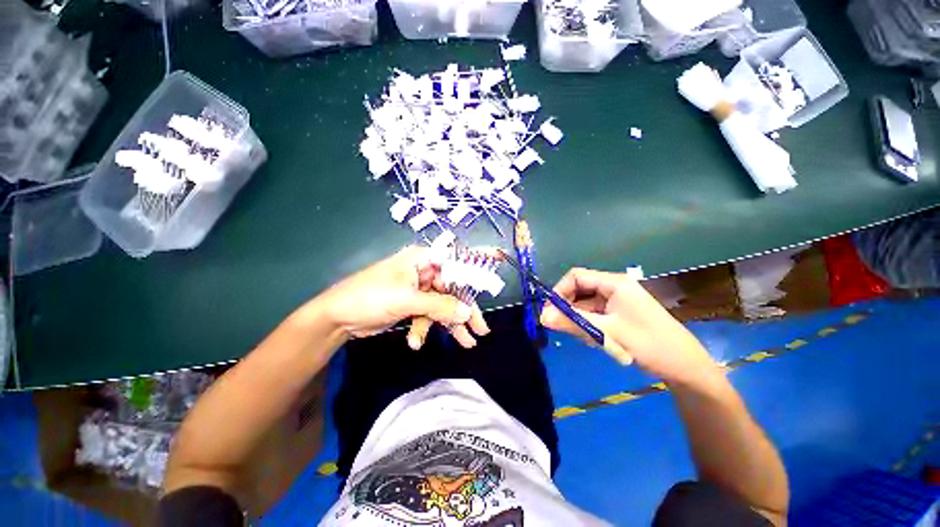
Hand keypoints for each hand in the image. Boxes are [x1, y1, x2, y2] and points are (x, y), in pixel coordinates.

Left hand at [320, 246, 488, 347]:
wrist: (338, 318)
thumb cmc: (370, 297)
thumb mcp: (406, 300)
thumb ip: (439, 305)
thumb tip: (467, 312)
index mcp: (423, 259)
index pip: (456, 258)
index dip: (478, 260)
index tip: (499, 259)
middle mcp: (424, 271)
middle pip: (454, 289)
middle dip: (465, 310)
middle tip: (481, 329)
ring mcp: (420, 289)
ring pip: (444, 305)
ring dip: (451, 325)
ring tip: (466, 343)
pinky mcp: (413, 305)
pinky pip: (430, 316)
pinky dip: (427, 329)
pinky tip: (416, 342)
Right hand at [540, 268, 719, 384]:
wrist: (685, 368)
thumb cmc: (648, 344)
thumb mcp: (606, 333)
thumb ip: (572, 322)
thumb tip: (542, 317)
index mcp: (614, 283)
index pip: (576, 277)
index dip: (559, 291)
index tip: (550, 311)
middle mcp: (614, 288)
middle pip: (580, 290)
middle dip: (569, 308)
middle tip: (563, 328)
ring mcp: (617, 302)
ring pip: (586, 305)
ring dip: (580, 320)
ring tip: (588, 339)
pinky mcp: (620, 315)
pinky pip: (595, 315)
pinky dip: (590, 326)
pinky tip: (597, 341)